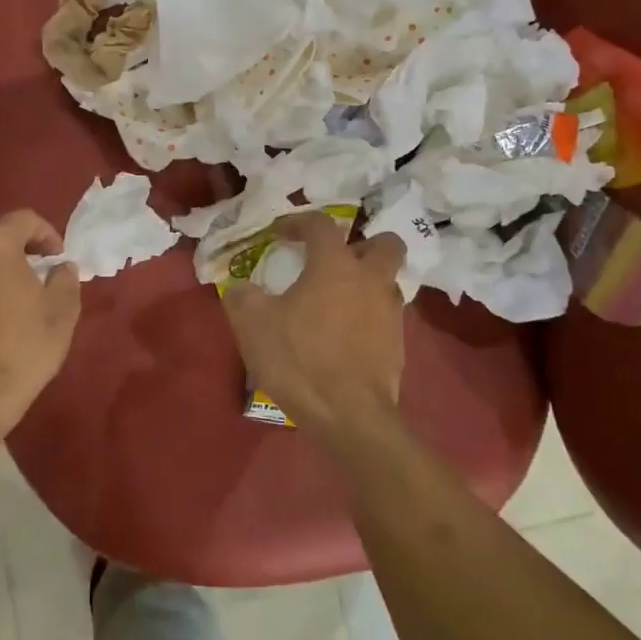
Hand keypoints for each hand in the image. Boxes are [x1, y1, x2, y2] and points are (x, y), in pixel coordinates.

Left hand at [0, 210, 82, 436]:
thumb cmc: (24, 345)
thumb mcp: (61, 309)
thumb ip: (65, 278)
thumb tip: (61, 268)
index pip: (24, 219)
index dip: (48, 234)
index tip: (60, 258)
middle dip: (22, 248)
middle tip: (44, 271)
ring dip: (1, 267)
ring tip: (23, 294)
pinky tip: (1, 314)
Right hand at [221, 212, 406, 442]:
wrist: (349, 417)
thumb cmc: (299, 360)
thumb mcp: (251, 324)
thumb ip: (242, 297)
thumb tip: (241, 288)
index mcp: (335, 266)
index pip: (321, 225)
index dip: (298, 222)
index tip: (279, 234)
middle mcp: (370, 281)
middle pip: (384, 244)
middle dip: (362, 244)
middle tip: (335, 259)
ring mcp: (390, 314)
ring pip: (389, 282)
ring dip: (367, 282)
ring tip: (338, 299)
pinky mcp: (398, 346)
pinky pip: (386, 316)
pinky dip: (368, 316)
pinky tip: (345, 334)